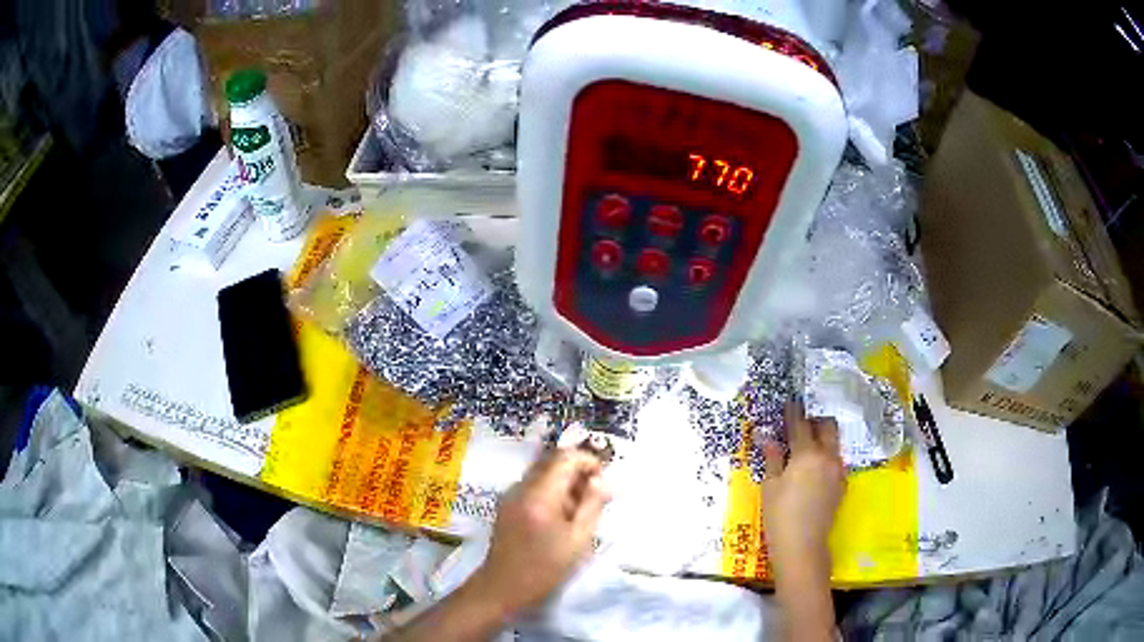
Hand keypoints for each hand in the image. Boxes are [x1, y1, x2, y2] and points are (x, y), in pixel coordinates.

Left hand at [470, 448, 610, 617]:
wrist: (503, 586)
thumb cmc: (545, 569)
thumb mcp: (578, 540)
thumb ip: (592, 506)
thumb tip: (604, 481)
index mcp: (539, 495)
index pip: (565, 458)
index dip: (588, 461)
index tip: (603, 479)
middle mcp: (521, 487)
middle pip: (552, 460)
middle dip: (577, 470)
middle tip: (595, 494)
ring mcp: (511, 493)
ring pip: (543, 471)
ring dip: (565, 481)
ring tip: (580, 509)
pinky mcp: (507, 502)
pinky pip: (533, 484)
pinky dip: (551, 490)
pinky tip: (560, 516)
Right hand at [761, 403, 845, 580]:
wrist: (803, 547)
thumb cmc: (779, 516)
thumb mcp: (770, 486)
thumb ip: (772, 457)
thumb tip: (765, 435)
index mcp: (808, 454)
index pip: (800, 425)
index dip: (793, 413)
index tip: (788, 403)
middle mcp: (828, 457)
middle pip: (827, 426)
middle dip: (814, 421)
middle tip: (798, 428)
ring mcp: (838, 470)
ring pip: (833, 443)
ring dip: (821, 439)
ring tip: (803, 450)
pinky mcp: (842, 484)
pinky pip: (835, 460)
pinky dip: (825, 457)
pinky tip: (812, 472)